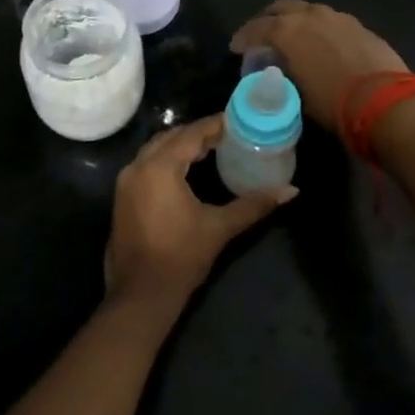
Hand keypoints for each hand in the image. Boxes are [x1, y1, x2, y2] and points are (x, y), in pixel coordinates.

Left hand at [106, 116, 294, 314]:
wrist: (141, 293)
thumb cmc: (181, 257)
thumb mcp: (220, 227)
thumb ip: (254, 204)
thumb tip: (291, 191)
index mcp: (160, 167)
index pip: (191, 134)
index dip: (214, 125)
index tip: (237, 121)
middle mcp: (138, 166)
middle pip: (171, 137)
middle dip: (197, 133)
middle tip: (227, 135)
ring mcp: (126, 181)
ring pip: (156, 149)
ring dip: (180, 145)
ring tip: (210, 148)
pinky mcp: (123, 196)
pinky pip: (146, 164)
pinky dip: (166, 159)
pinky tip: (186, 169)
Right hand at [229, 0, 408, 131]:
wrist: (385, 101)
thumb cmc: (333, 102)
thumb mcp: (296, 92)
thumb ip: (284, 73)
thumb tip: (281, 70)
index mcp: (288, 30)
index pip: (256, 28)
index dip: (244, 38)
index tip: (237, 48)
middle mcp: (310, 15)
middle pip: (282, 8)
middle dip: (269, 19)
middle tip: (263, 35)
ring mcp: (338, 17)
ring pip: (309, 11)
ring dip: (297, 22)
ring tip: (294, 40)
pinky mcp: (359, 26)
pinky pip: (331, 22)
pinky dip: (320, 30)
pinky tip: (323, 46)